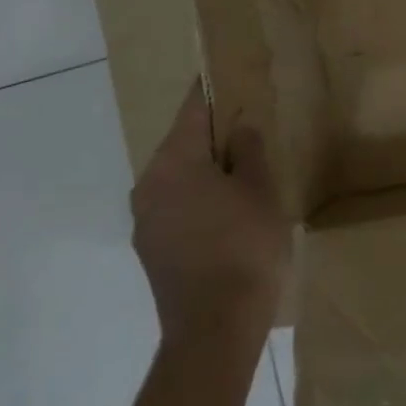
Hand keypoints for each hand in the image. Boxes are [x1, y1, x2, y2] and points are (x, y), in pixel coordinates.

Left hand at [132, 85, 289, 346]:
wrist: (214, 330)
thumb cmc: (244, 248)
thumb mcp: (259, 190)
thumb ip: (248, 150)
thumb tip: (239, 128)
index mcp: (174, 162)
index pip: (193, 110)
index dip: (212, 90)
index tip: (226, 75)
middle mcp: (149, 184)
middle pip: (183, 144)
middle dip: (213, 136)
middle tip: (248, 131)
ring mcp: (145, 220)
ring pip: (178, 178)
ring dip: (206, 171)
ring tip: (243, 175)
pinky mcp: (151, 249)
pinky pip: (176, 206)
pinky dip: (198, 199)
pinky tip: (227, 214)